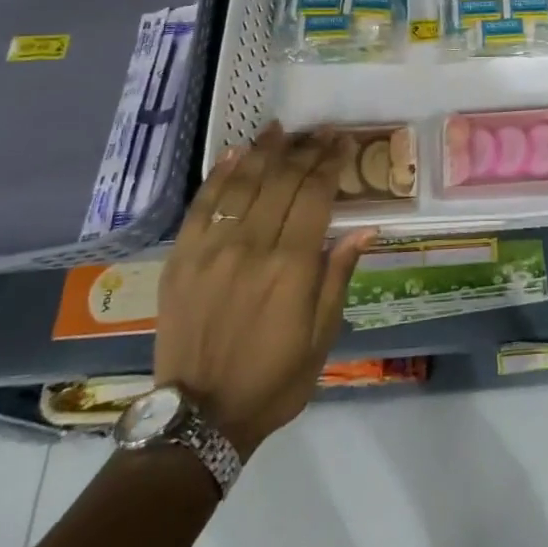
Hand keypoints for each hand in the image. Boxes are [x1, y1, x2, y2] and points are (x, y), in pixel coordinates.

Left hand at [155, 125, 378, 458]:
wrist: (199, 418)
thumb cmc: (274, 379)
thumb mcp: (322, 336)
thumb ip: (339, 276)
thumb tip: (366, 228)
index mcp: (292, 267)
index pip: (316, 195)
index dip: (330, 164)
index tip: (342, 143)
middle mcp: (252, 248)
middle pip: (283, 182)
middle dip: (305, 151)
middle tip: (320, 132)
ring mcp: (212, 250)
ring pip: (243, 184)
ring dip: (265, 152)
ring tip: (281, 129)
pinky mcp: (181, 259)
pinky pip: (203, 205)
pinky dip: (220, 175)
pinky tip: (236, 153)